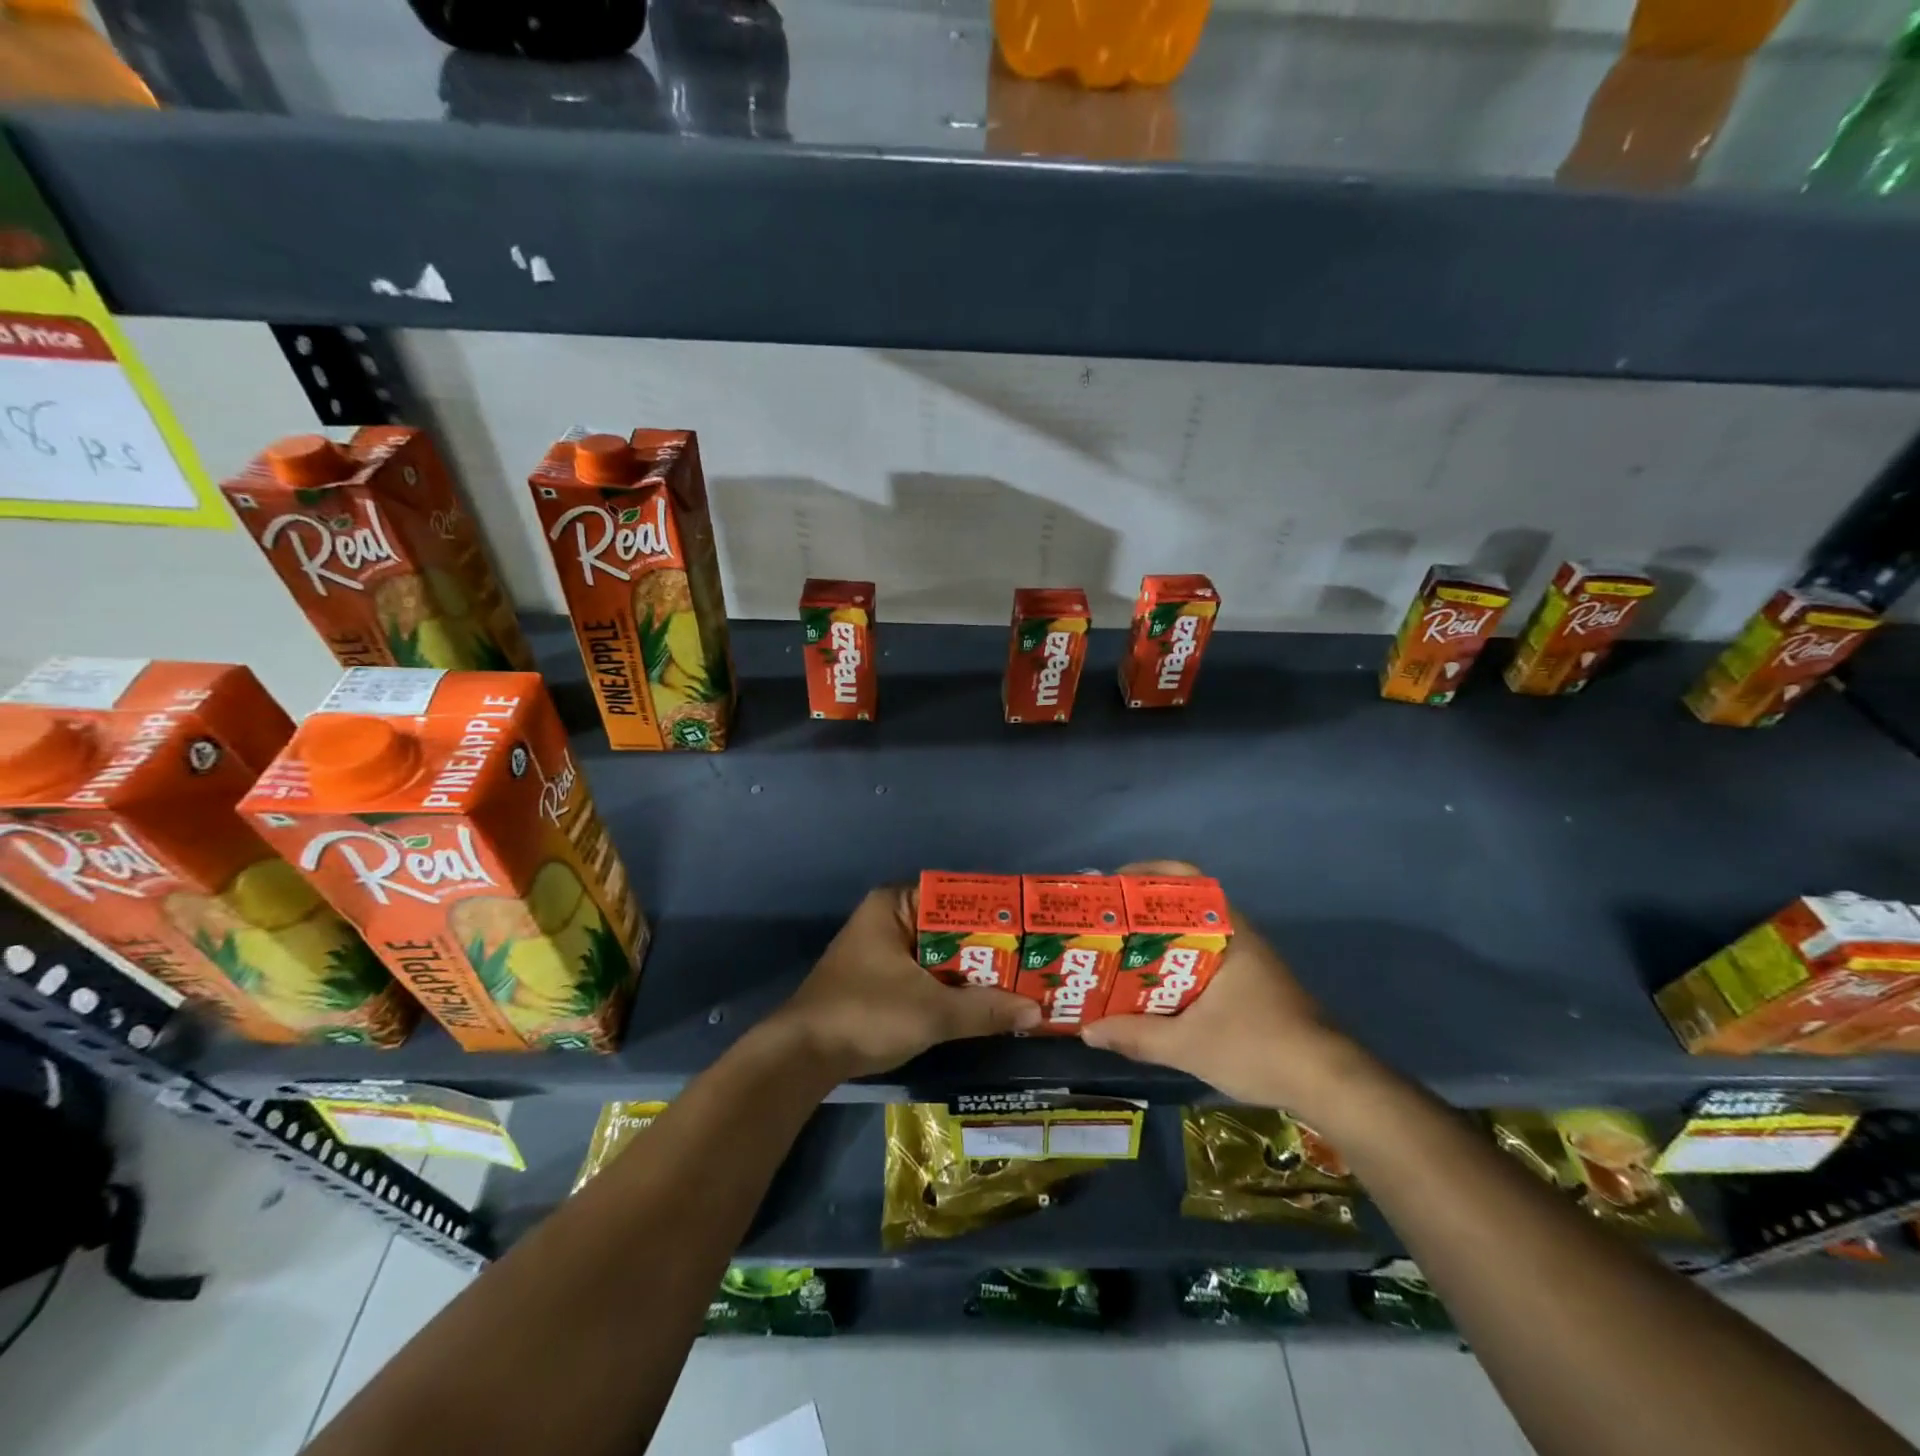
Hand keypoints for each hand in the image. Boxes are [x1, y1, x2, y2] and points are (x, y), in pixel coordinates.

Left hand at [765, 887, 1040, 1081]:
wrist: (803, 1056)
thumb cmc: (867, 1013)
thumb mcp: (933, 1012)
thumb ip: (985, 1009)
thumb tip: (1036, 1012)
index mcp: (895, 904)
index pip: (956, 895)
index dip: (994, 911)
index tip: (1031, 926)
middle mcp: (889, 918)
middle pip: (951, 927)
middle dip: (989, 947)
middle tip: (1034, 958)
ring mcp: (883, 950)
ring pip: (941, 953)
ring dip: (973, 971)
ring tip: (1021, 980)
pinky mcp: (881, 979)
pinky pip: (928, 973)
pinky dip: (953, 986)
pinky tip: (985, 1002)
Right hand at [1080, 861, 1366, 1111]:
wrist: (1330, 1082)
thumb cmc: (1259, 1047)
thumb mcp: (1189, 1045)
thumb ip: (1136, 1036)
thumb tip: (1088, 1031)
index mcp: (1226, 931)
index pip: (1185, 878)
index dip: (1147, 873)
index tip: (1112, 887)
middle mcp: (1237, 935)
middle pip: (1183, 906)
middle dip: (1142, 912)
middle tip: (1105, 927)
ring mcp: (1248, 960)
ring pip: (1193, 936)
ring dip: (1158, 942)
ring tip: (1119, 957)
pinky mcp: (1252, 985)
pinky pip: (1204, 959)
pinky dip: (1176, 964)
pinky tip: (1154, 989)